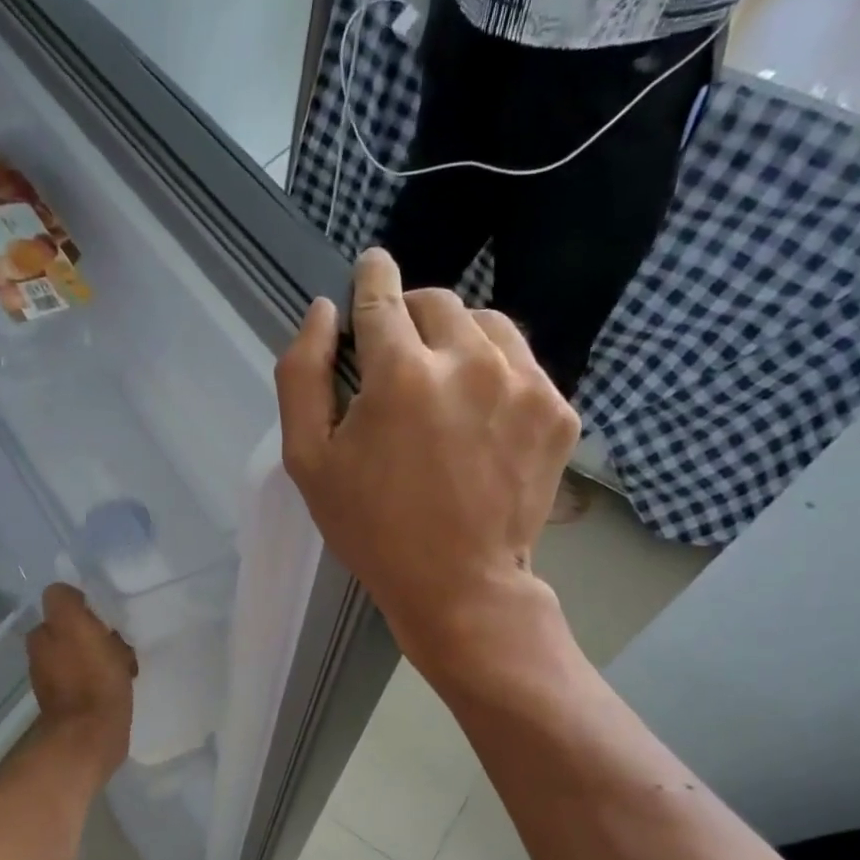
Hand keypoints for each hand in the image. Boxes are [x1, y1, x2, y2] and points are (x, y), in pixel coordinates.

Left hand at [26, 584, 136, 777]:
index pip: (63, 607)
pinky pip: (94, 679)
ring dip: (106, 656)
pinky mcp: (76, 705)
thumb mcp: (74, 625)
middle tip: (122, 641)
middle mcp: (43, 656)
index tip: (107, 618)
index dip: (86, 609)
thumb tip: (66, 594)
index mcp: (42, 636)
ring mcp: (58, 683)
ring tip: (128, 664)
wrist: (92, 736)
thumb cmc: (89, 677)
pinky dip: (107, 678)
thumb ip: (64, 601)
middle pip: (76, 632)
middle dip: (99, 634)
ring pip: (87, 655)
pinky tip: (124, 683)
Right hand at [276, 248, 577, 672]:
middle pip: (436, 301)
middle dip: (410, 317)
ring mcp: (523, 383)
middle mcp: (469, 361)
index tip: (369, 274)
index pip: (382, 292)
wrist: (460, 586)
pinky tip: (478, 416)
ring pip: (487, 323)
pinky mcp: (558, 410)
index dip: (370, 278)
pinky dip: (494, 373)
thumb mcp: (308, 461)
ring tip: (442, 383)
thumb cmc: (372, 529)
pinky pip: (522, 362)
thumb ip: (302, 376)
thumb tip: (320, 312)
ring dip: (457, 338)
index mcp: (401, 373)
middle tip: (396, 359)